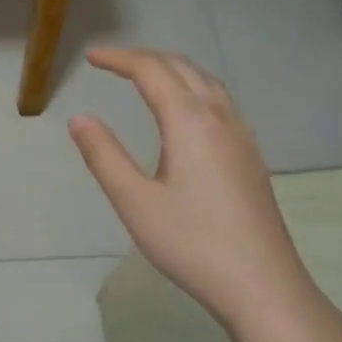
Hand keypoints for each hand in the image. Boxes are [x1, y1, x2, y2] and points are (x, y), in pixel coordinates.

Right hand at [69, 48, 341, 341]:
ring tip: (144, 77)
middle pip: (183, 69)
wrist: (262, 284)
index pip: (152, 72)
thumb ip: (104, 156)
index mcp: (190, 123)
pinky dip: (192, 89)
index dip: (120, 59)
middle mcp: (221, 118)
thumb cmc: (191, 243)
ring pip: (207, 83)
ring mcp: (242, 137)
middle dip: (146, 58)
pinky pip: (220, 102)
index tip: (91, 57)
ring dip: (173, 70)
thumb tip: (79, 118)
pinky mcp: (250, 157)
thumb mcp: (134, 201)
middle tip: (112, 63)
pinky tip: (183, 113)